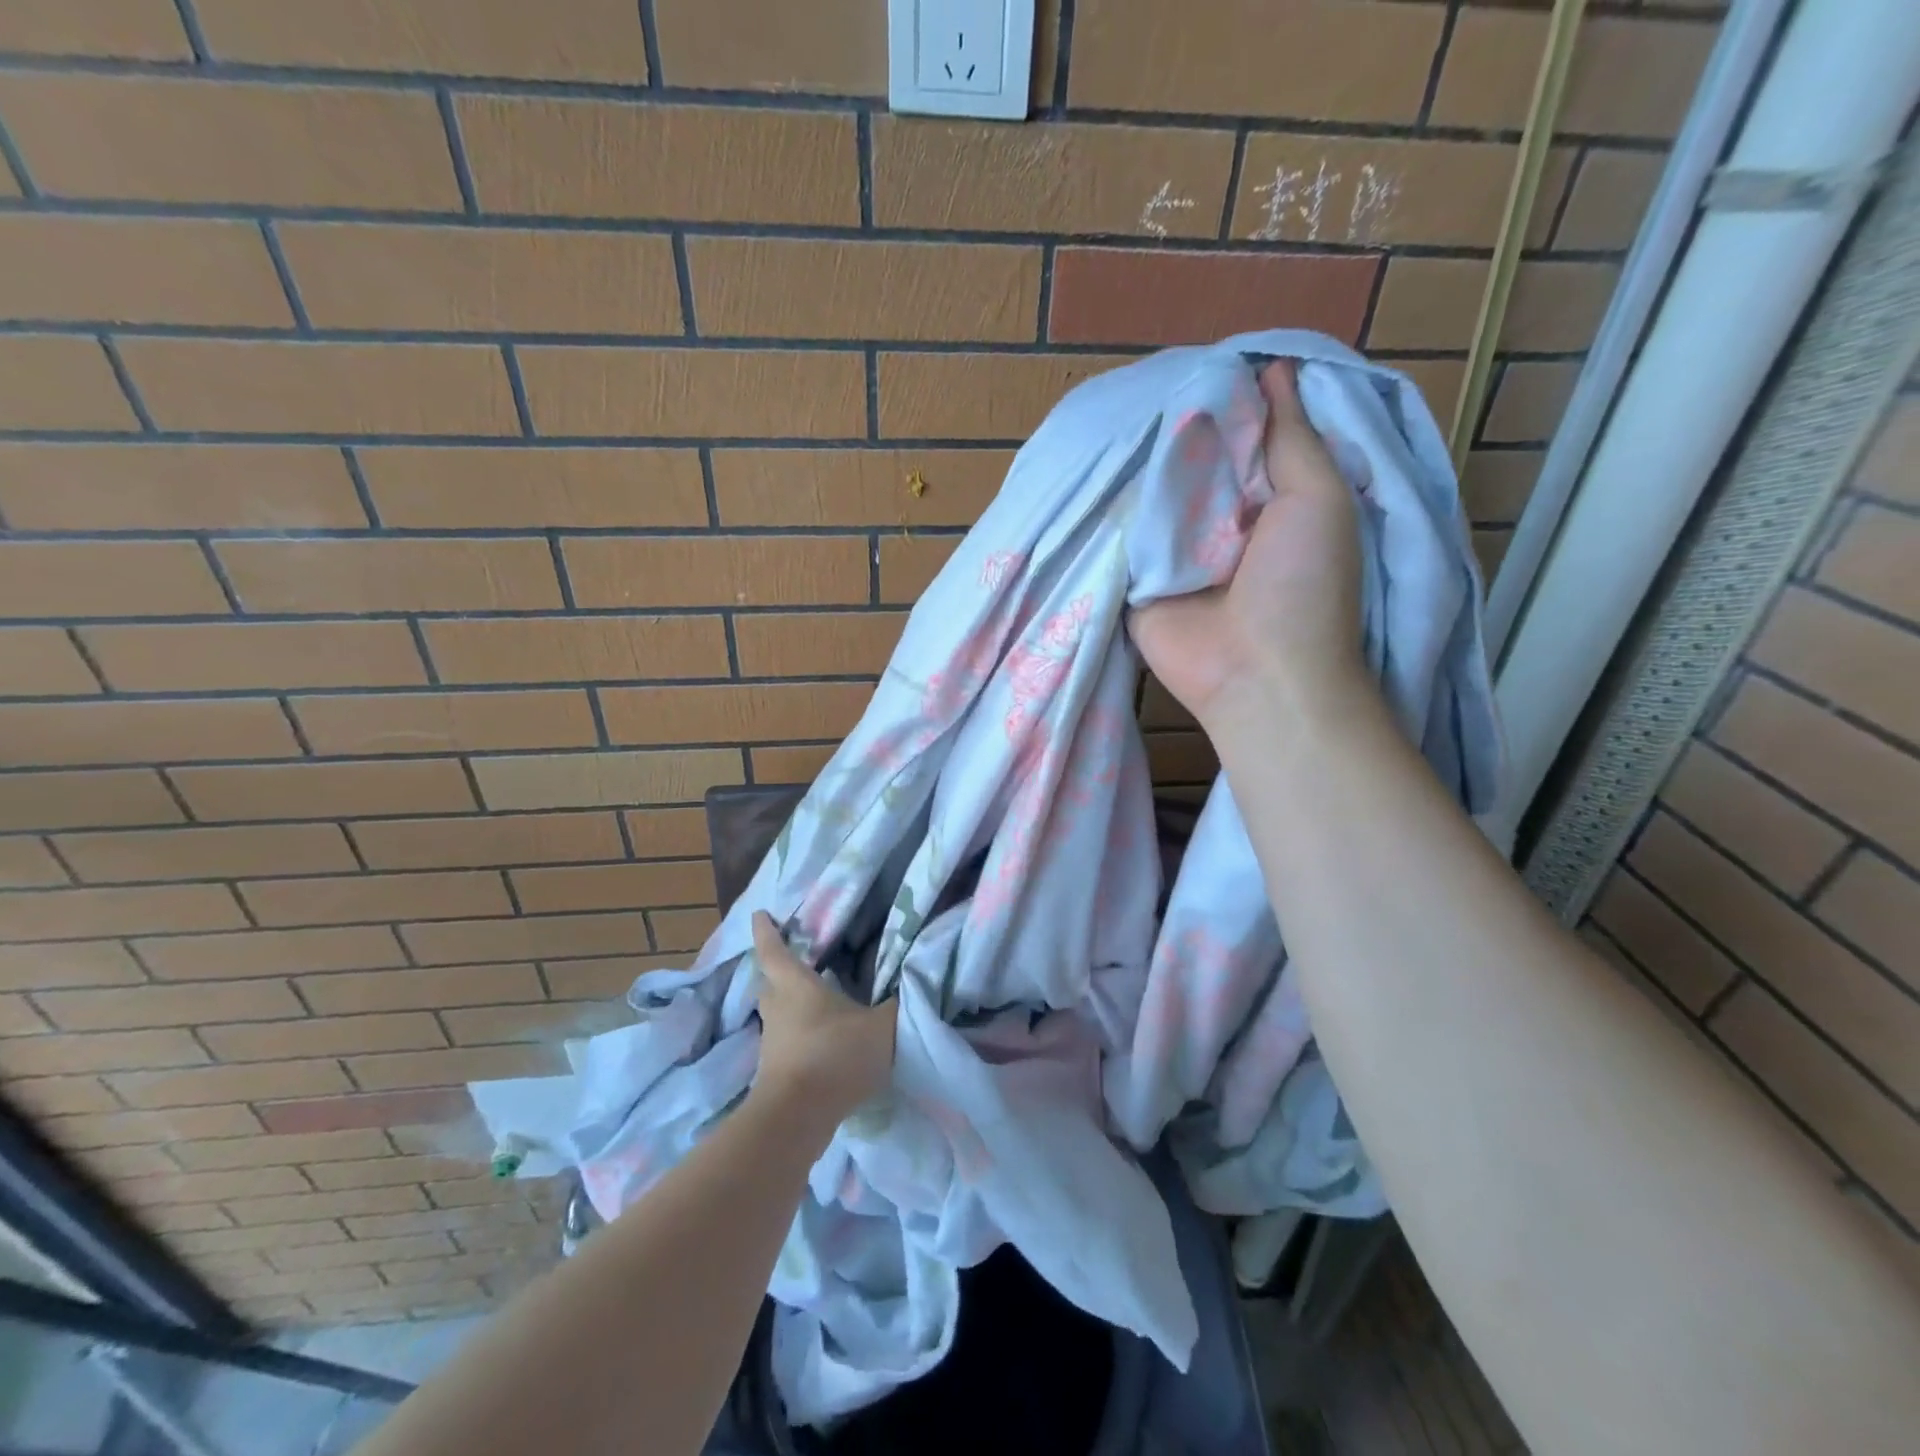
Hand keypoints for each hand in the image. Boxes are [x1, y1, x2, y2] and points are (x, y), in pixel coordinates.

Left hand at [748, 911, 896, 1124]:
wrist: (798, 1116)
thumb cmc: (836, 1054)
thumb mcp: (882, 1025)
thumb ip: (898, 1004)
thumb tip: (914, 984)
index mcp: (796, 985)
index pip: (774, 949)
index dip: (766, 930)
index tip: (759, 914)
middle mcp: (778, 1008)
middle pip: (769, 982)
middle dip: (776, 969)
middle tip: (790, 960)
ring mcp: (773, 1042)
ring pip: (775, 1014)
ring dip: (787, 1005)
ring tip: (809, 1002)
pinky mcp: (774, 1072)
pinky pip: (784, 1042)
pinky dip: (796, 1036)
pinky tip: (816, 1042)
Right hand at [1131, 361, 1373, 734]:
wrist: (1256, 674)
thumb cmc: (1303, 585)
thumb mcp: (1318, 497)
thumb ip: (1293, 436)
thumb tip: (1272, 368)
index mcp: (1268, 497)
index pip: (1238, 436)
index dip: (1219, 401)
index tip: (1191, 364)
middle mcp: (1219, 520)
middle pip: (1188, 461)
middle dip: (1168, 430)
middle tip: (1131, 387)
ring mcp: (1174, 552)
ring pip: (1150, 495)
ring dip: (1133, 467)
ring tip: (1099, 419)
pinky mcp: (1137, 580)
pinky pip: (1120, 536)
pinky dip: (1108, 511)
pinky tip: (1082, 474)